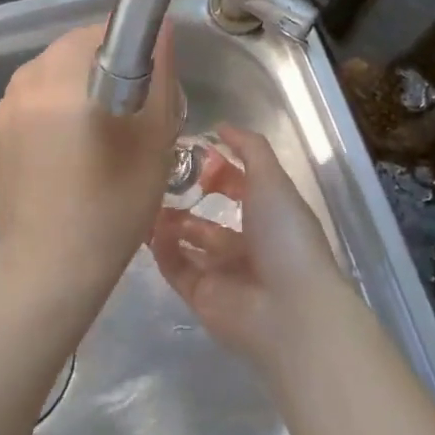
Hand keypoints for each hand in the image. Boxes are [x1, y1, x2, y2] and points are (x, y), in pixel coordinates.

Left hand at [0, 22, 181, 303]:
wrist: (48, 268)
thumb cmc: (113, 204)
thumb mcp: (154, 140)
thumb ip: (159, 76)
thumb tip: (161, 29)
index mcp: (63, 76)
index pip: (103, 31)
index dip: (133, 49)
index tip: (149, 86)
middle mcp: (27, 80)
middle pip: (75, 49)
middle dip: (106, 68)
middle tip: (132, 114)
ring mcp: (6, 107)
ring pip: (54, 74)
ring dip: (79, 88)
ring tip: (101, 135)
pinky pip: (35, 100)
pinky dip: (57, 110)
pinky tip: (71, 152)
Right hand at [149, 125, 354, 369]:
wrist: (289, 309)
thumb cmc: (285, 236)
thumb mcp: (272, 180)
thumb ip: (249, 149)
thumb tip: (220, 126)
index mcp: (269, 215)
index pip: (240, 186)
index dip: (218, 168)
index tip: (190, 150)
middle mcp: (247, 243)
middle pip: (210, 216)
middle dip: (188, 196)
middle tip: (158, 175)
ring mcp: (223, 272)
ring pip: (188, 241)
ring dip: (168, 221)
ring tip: (144, 198)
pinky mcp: (201, 296)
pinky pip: (175, 267)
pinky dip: (161, 248)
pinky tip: (148, 227)